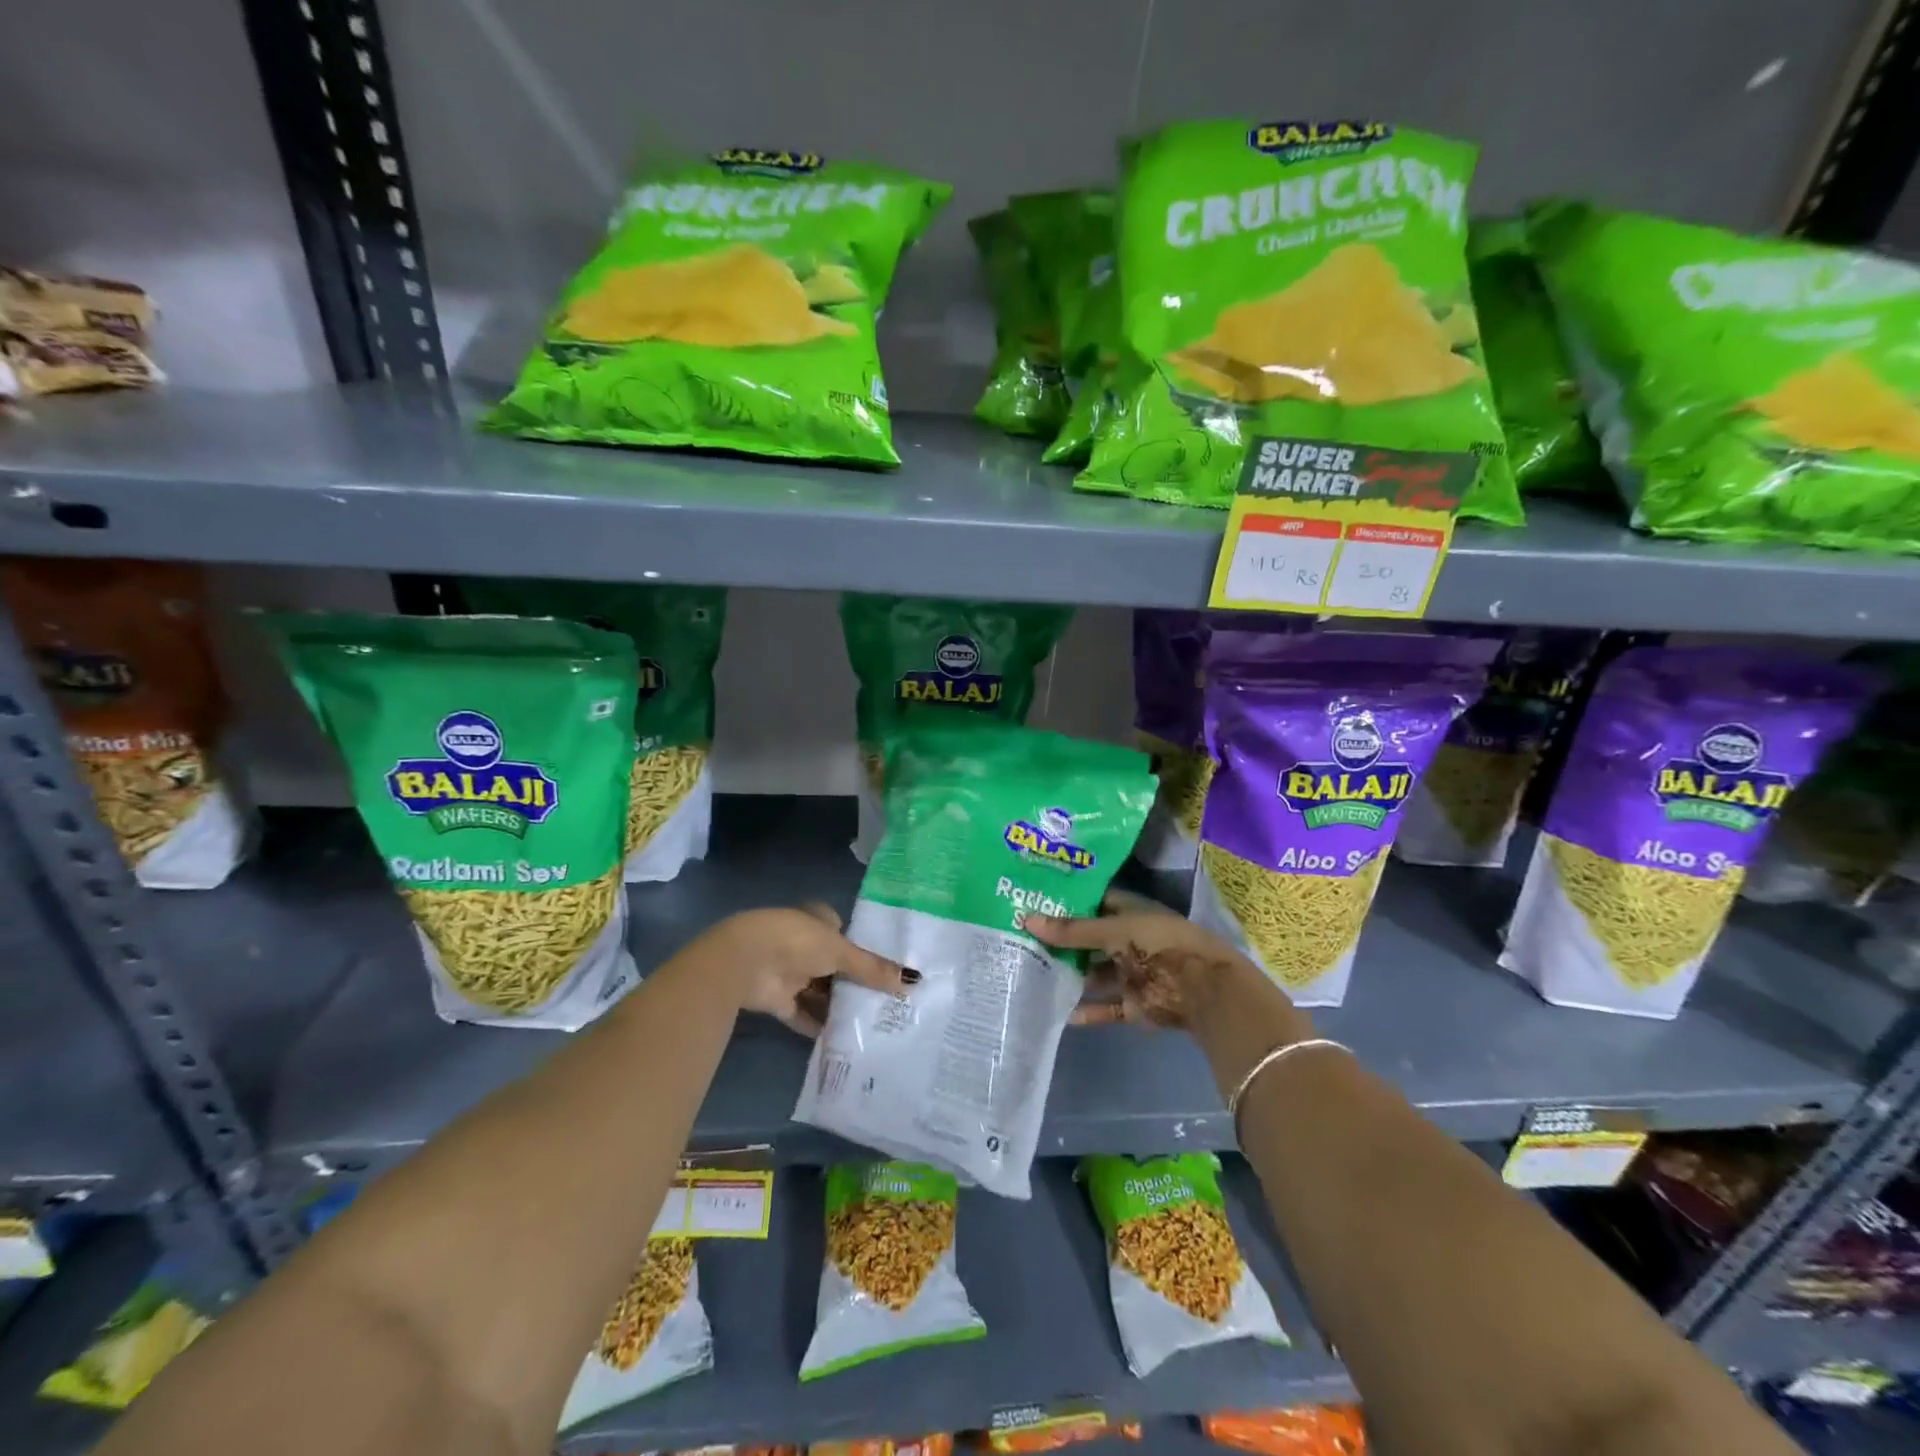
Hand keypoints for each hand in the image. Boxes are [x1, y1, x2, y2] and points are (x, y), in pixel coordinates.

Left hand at [707, 904, 910, 1036]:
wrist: (745, 962)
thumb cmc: (797, 942)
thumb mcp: (841, 952)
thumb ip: (873, 968)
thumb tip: (913, 980)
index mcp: (816, 920)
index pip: (844, 933)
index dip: (862, 950)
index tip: (886, 971)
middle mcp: (802, 943)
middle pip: (833, 965)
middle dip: (853, 982)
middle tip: (885, 1001)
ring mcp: (788, 972)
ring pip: (819, 991)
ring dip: (837, 1006)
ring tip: (871, 1024)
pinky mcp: (777, 1000)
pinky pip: (802, 1014)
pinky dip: (818, 1025)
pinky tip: (842, 1039)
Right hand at [1021, 888, 1274, 1030]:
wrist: (1204, 990)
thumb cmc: (1159, 945)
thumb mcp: (1113, 931)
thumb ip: (1072, 931)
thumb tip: (1027, 920)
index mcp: (1131, 912)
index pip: (1094, 902)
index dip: (1067, 902)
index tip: (1034, 902)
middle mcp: (1131, 940)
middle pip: (1091, 939)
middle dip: (1063, 942)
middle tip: (1023, 940)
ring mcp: (1133, 973)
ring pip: (1096, 974)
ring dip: (1072, 976)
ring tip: (1034, 975)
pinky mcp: (1136, 1004)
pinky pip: (1107, 1007)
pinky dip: (1088, 1011)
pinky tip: (1060, 1012)